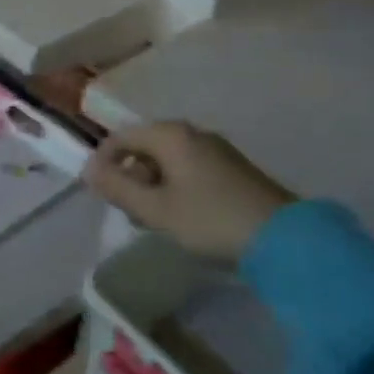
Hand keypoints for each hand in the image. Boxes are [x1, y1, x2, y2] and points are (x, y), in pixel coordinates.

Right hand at [84, 122, 293, 261]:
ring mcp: (216, 150)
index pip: (121, 137)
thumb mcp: (156, 209)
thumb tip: (89, 171)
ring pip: (168, 160)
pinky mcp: (233, 169)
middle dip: (130, 176)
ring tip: (153, 219)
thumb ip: (117, 188)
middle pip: (145, 146)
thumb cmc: (210, 220)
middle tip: (127, 211)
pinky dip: (175, 188)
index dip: (103, 162)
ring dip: (152, 185)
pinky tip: (181, 217)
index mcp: (170, 134)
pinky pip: (189, 169)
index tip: (98, 193)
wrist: (285, 240)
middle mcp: (192, 133)